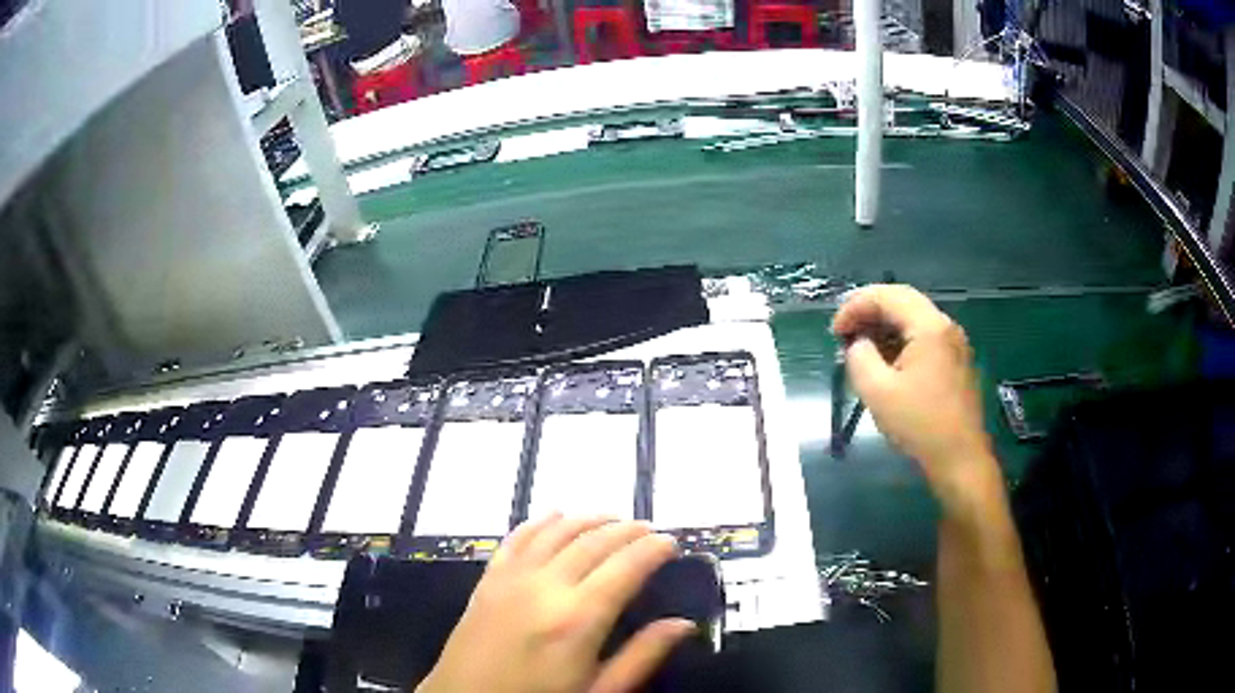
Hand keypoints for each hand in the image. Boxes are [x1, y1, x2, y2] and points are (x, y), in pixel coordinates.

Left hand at [418, 514, 693, 692]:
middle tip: (648, 530)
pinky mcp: (489, 578)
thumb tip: (683, 624)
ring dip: (589, 519)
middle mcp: (546, 586)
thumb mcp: (599, 691)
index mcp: (579, 618)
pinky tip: (557, 516)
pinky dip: (542, 522)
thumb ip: (642, 656)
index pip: (626, 566)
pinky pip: (518, 537)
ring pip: (558, 531)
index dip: (653, 549)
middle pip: (594, 541)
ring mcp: (512, 578)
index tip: (671, 543)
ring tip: (612, 519)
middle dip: (627, 530)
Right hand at [832, 285, 1001, 514]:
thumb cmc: (919, 425)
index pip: (887, 296)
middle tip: (844, 333)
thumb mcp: (877, 392)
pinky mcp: (956, 362)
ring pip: (914, 319)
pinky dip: (901, 340)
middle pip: (903, 301)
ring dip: (885, 326)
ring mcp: (955, 344)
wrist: (960, 459)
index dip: (855, 306)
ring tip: (861, 348)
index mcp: (929, 327)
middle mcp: (946, 326)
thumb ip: (859, 357)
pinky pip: (925, 337)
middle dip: (869, 311)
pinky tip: (887, 362)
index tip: (835, 331)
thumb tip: (859, 344)